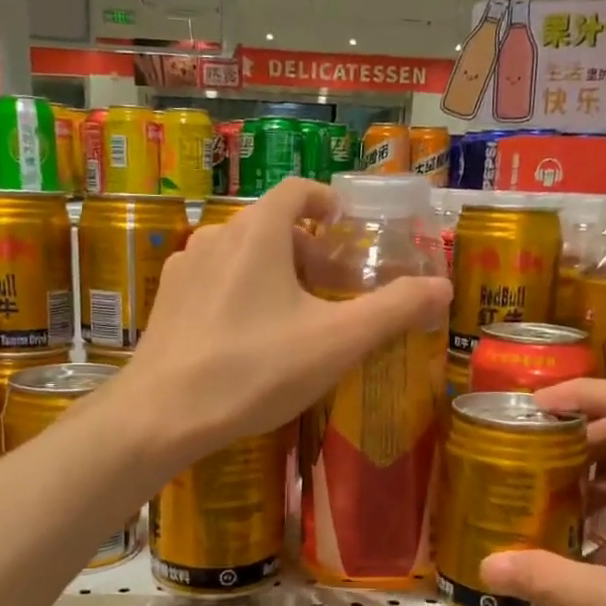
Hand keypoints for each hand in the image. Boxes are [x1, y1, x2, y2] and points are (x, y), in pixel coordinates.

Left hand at [121, 179, 451, 458]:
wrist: (162, 414)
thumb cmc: (255, 369)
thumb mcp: (337, 341)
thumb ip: (394, 309)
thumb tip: (443, 287)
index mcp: (258, 232)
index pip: (297, 190)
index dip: (327, 202)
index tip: (347, 228)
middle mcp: (216, 236)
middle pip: (272, 226)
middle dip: (309, 251)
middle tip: (334, 289)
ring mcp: (184, 268)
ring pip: (241, 255)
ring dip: (274, 273)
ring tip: (295, 316)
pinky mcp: (166, 302)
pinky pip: (214, 282)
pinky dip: (241, 293)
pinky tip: (249, 338)